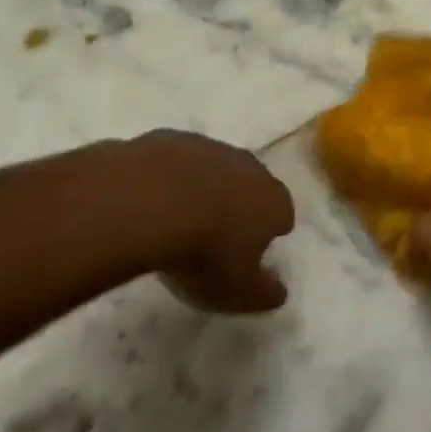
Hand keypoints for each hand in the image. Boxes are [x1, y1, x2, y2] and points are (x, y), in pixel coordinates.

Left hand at [122, 130, 295, 313]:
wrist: (147, 202)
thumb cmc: (203, 253)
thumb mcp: (238, 292)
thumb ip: (264, 292)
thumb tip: (280, 290)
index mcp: (272, 201)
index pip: (283, 214)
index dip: (270, 233)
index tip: (252, 252)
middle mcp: (249, 166)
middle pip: (252, 184)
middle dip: (240, 204)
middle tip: (216, 234)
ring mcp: (210, 147)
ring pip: (215, 168)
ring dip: (204, 187)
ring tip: (179, 218)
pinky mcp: (172, 139)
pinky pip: (178, 160)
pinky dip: (170, 177)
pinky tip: (151, 200)